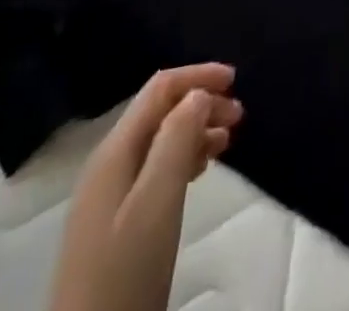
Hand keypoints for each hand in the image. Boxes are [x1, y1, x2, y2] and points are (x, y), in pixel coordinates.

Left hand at [49, 64, 244, 310]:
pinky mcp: (115, 225)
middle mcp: (108, 166)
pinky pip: (155, 169)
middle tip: (239, 116)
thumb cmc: (126, 272)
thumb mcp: (158, 202)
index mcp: (114, 152)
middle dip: (200, 103)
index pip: (159, 89)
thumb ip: (176, 140)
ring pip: (159, 141)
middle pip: (159, 112)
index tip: (236, 80)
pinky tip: (200, 170)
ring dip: (195, 130)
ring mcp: (108, 197)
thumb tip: (198, 93)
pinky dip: (183, 157)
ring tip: (228, 141)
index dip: (198, 76)